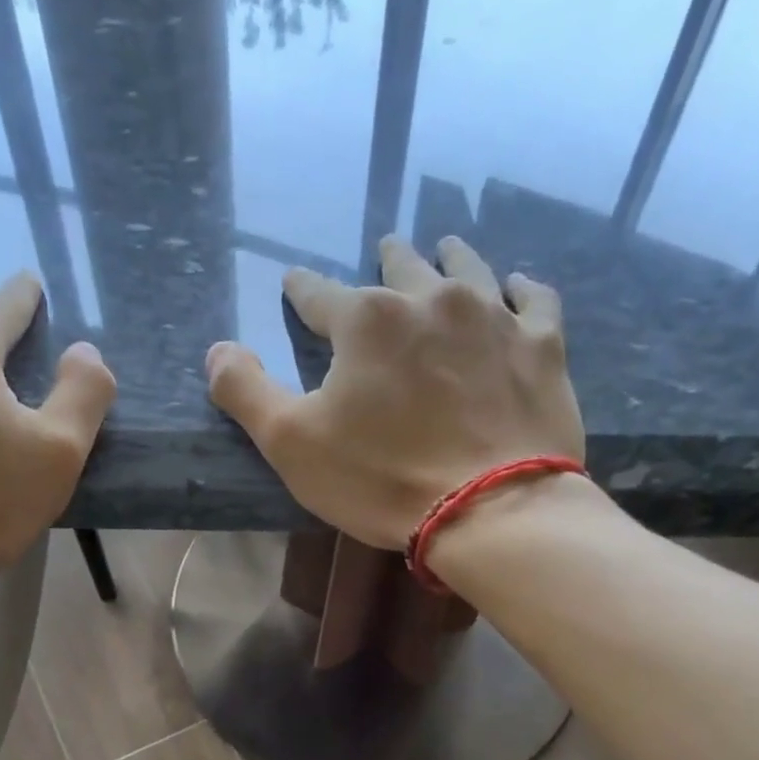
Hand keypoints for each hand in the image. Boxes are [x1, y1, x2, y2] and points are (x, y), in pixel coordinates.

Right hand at [206, 235, 582, 550]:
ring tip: (443, 249)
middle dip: (386, 262)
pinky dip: (520, 289)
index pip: (318, 295)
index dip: (302, 290)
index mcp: (365, 320)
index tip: (295, 284)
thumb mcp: (291, 444)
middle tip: (384, 252)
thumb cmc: (382, 479)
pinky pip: (533, 299)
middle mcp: (429, 299)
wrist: (491, 511)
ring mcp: (493, 317)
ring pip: (467, 269)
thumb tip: (217, 350)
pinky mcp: (541, 346)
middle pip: (400, 267)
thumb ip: (245, 392)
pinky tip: (515, 286)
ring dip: (448, 258)